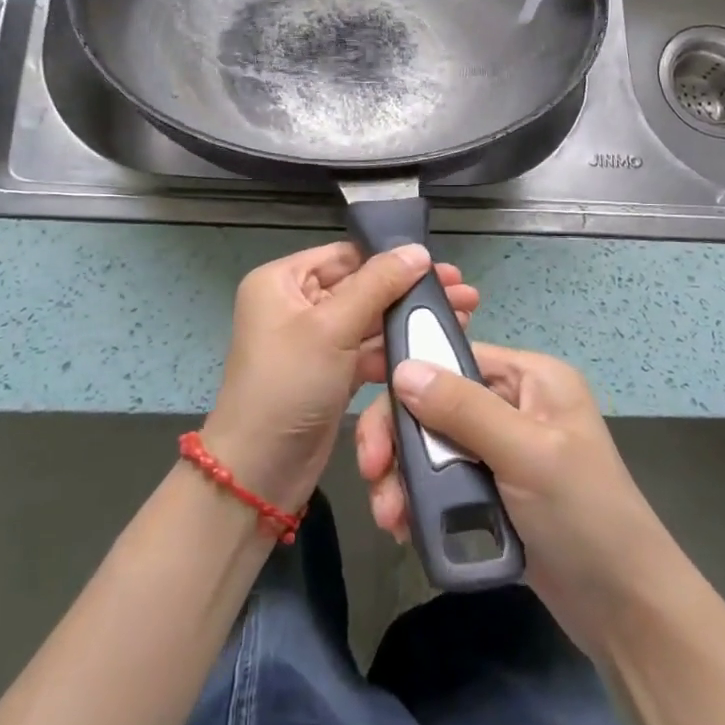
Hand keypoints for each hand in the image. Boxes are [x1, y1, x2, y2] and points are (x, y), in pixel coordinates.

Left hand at [203, 242, 478, 516]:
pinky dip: (397, 347)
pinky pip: (368, 349)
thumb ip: (378, 285)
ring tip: (464, 314)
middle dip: (410, 290)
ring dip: (409, 318)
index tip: (440, 265)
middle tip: (464, 290)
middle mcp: (295, 304)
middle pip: (362, 286)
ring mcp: (314, 341)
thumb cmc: (289, 386)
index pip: (345, 256)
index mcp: (281, 281)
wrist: (260, 473)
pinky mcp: (331, 372)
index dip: (391, 258)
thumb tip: (418, 250)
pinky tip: (435, 343)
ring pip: (370, 319)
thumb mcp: (332, 328)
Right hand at [355, 343, 683, 656]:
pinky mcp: (493, 490)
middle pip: (434, 403)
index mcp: (530, 378)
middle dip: (399, 441)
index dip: (407, 383)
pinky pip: (442, 480)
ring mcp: (502, 449)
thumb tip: (403, 368)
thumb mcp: (526, 454)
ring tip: (390, 519)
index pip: (452, 359)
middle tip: (374, 479)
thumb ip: (463, 409)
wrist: (627, 611)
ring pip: (431, 445)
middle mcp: (513, 403)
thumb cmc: (585, 517)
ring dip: (403, 477)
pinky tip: (406, 527)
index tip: (372, 424)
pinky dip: (420, 500)